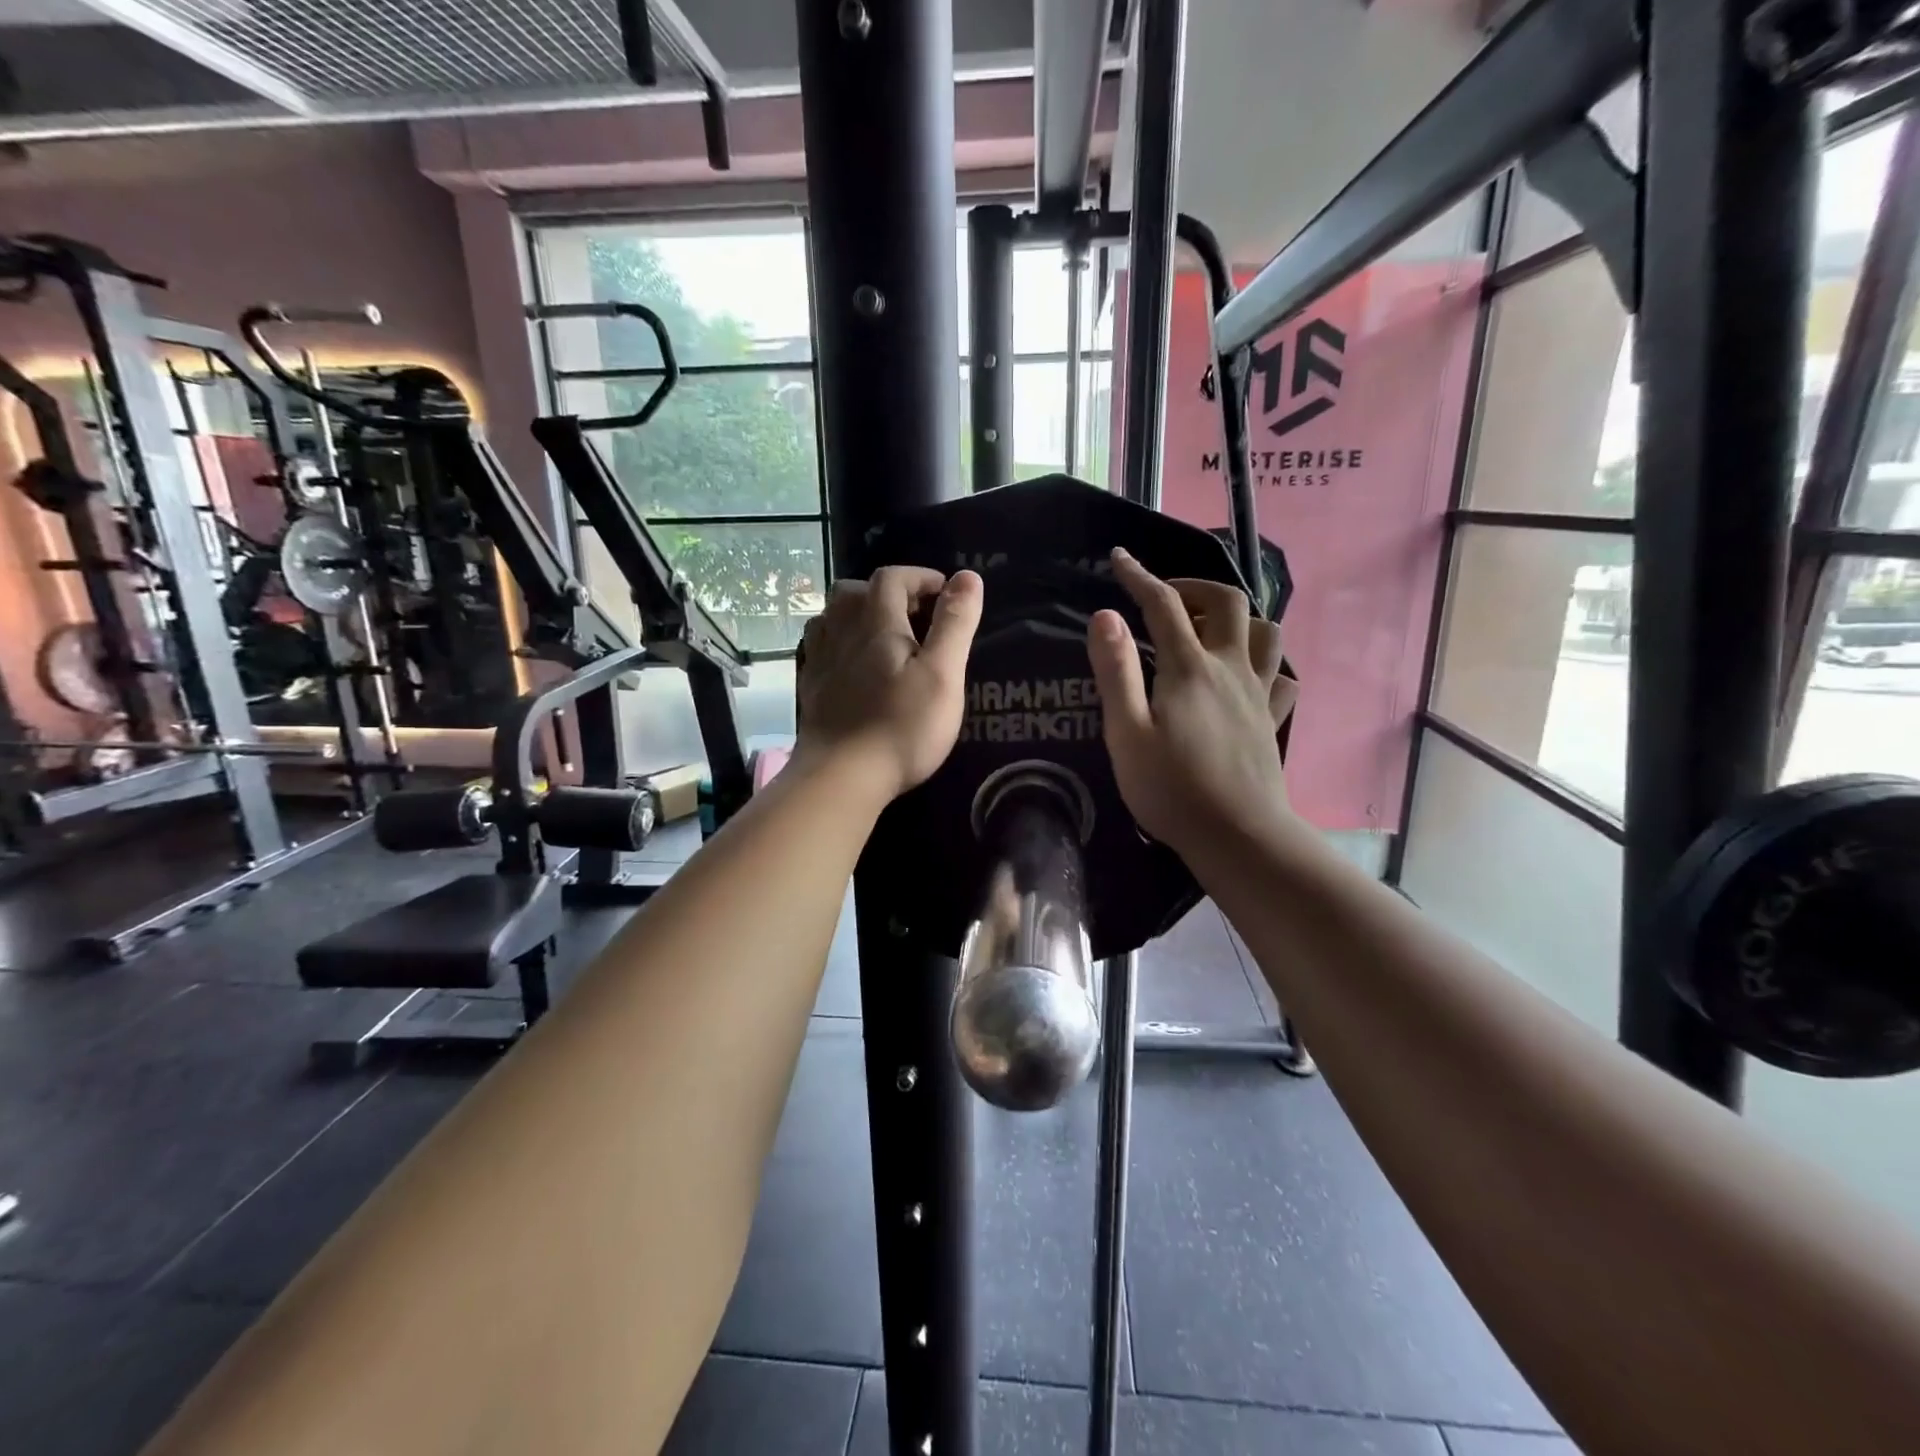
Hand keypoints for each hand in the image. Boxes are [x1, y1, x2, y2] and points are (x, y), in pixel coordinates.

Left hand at [796, 566, 982, 803]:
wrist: (841, 776)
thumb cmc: (901, 726)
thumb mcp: (942, 674)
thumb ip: (955, 623)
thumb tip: (968, 576)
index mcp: (876, 623)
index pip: (891, 578)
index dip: (919, 576)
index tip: (945, 592)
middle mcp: (842, 632)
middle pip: (853, 591)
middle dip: (887, 591)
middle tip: (916, 613)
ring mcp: (820, 660)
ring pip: (832, 617)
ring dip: (858, 613)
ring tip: (885, 634)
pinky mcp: (811, 688)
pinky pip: (821, 647)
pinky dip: (840, 641)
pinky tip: (854, 663)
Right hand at [1086, 548, 1298, 862]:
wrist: (1238, 836)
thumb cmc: (1171, 788)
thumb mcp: (1127, 732)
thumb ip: (1115, 671)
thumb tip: (1105, 615)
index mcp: (1189, 667)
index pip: (1163, 604)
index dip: (1139, 576)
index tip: (1119, 558)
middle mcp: (1230, 667)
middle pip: (1227, 602)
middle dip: (1195, 587)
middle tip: (1166, 600)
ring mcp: (1258, 693)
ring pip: (1265, 631)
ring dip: (1237, 618)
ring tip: (1208, 632)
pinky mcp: (1272, 719)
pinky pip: (1281, 676)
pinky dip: (1265, 664)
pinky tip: (1246, 677)